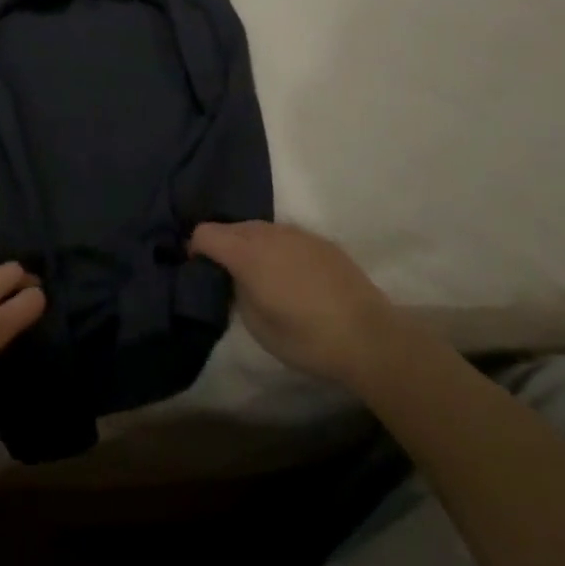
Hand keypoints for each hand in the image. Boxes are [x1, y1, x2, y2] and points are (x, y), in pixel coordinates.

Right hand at [190, 221, 395, 388]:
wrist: (368, 336)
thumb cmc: (306, 338)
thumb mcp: (257, 324)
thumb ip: (237, 291)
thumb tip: (236, 277)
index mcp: (246, 253)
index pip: (205, 232)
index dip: (196, 249)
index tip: (200, 269)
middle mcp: (268, 233)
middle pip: (231, 227)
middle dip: (223, 245)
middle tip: (228, 274)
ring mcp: (297, 233)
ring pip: (260, 228)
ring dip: (251, 245)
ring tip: (261, 274)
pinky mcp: (320, 240)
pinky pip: (286, 236)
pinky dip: (278, 248)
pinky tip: (292, 275)